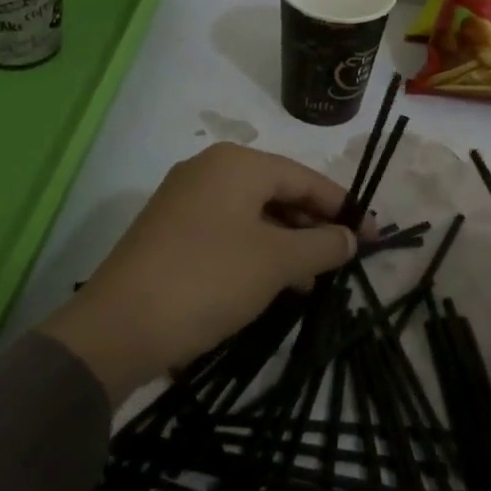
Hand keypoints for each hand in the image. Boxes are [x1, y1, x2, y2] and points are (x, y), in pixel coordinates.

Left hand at [39, 143, 365, 405]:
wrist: (117, 327)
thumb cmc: (207, 279)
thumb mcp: (276, 262)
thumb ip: (322, 245)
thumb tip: (351, 237)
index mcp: (237, 163)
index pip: (304, 178)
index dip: (343, 207)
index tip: (373, 237)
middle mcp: (209, 169)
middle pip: (277, 192)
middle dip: (313, 226)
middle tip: (343, 262)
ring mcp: (185, 199)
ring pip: (253, 214)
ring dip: (286, 243)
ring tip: (311, 280)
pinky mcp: (170, 230)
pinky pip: (227, 230)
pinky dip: (255, 251)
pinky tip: (271, 283)